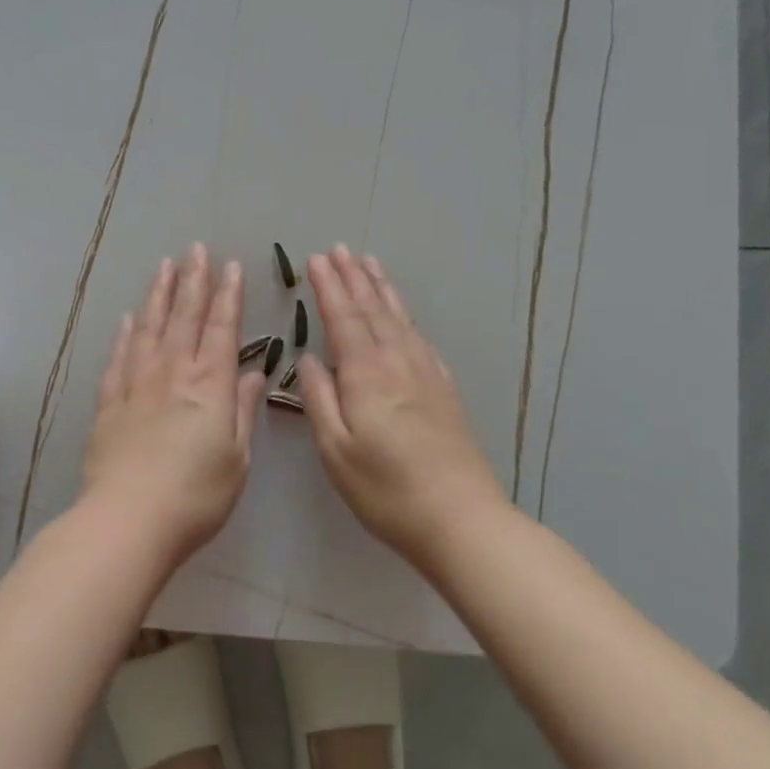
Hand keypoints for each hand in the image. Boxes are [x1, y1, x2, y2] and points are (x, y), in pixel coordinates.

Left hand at [80, 245, 265, 567]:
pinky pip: (118, 358)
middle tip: (195, 250)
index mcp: (209, 386)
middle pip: (184, 317)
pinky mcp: (109, 402)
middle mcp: (172, 373)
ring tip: (164, 267)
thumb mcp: (236, 458)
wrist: (129, 520)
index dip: (228, 296)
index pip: (222, 329)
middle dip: (193, 281)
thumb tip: (251, 373)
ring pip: (149, 328)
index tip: (230, 266)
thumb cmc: (195, 496)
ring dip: (158, 295)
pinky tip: (127, 318)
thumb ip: (242, 411)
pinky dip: (124, 334)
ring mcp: (136, 384)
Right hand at [296, 245, 506, 565]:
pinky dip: (405, 316)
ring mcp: (425, 373)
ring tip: (369, 263)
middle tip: (339, 249)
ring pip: (398, 318)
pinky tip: (403, 314)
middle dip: (353, 277)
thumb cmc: (386, 490)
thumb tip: (309, 358)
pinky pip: (419, 337)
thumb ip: (319, 398)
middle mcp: (397, 362)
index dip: (329, 287)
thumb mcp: (336, 450)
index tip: (316, 259)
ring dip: (381, 288)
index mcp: (366, 374)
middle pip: (372, 309)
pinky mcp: (444, 389)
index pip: (342, 318)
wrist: (460, 519)